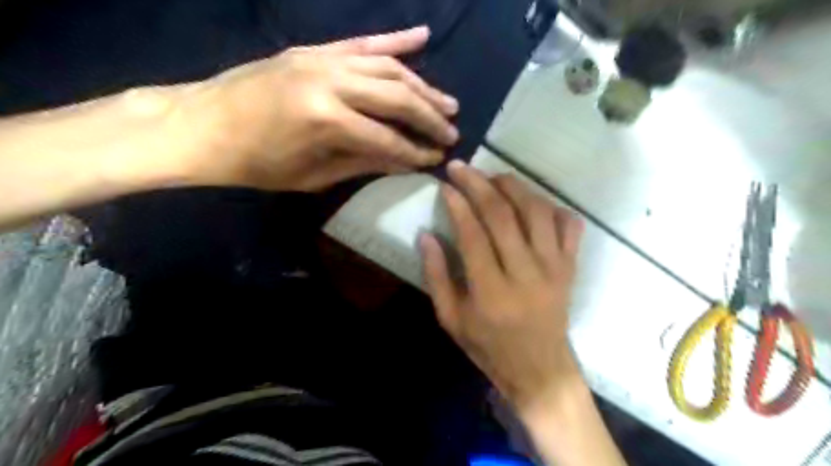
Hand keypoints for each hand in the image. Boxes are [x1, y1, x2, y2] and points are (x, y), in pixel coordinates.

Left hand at [177, 25, 457, 189]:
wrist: (201, 125)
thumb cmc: (255, 164)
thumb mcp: (312, 176)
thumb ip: (362, 163)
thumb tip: (403, 160)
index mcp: (326, 121)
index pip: (387, 139)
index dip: (415, 153)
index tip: (435, 160)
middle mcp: (330, 82)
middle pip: (397, 97)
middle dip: (429, 118)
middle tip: (452, 132)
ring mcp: (322, 59)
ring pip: (388, 67)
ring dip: (422, 85)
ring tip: (447, 102)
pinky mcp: (314, 49)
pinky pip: (363, 42)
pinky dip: (395, 40)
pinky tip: (422, 37)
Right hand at [423, 162, 582, 413]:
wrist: (540, 369)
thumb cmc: (489, 347)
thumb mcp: (451, 319)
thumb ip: (436, 275)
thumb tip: (425, 235)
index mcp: (492, 292)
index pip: (473, 235)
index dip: (458, 205)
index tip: (445, 185)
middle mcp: (527, 274)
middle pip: (504, 216)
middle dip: (479, 184)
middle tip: (462, 167)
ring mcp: (555, 268)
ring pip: (538, 212)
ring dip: (515, 187)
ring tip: (495, 176)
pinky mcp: (571, 268)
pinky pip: (569, 226)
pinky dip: (553, 206)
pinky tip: (534, 201)